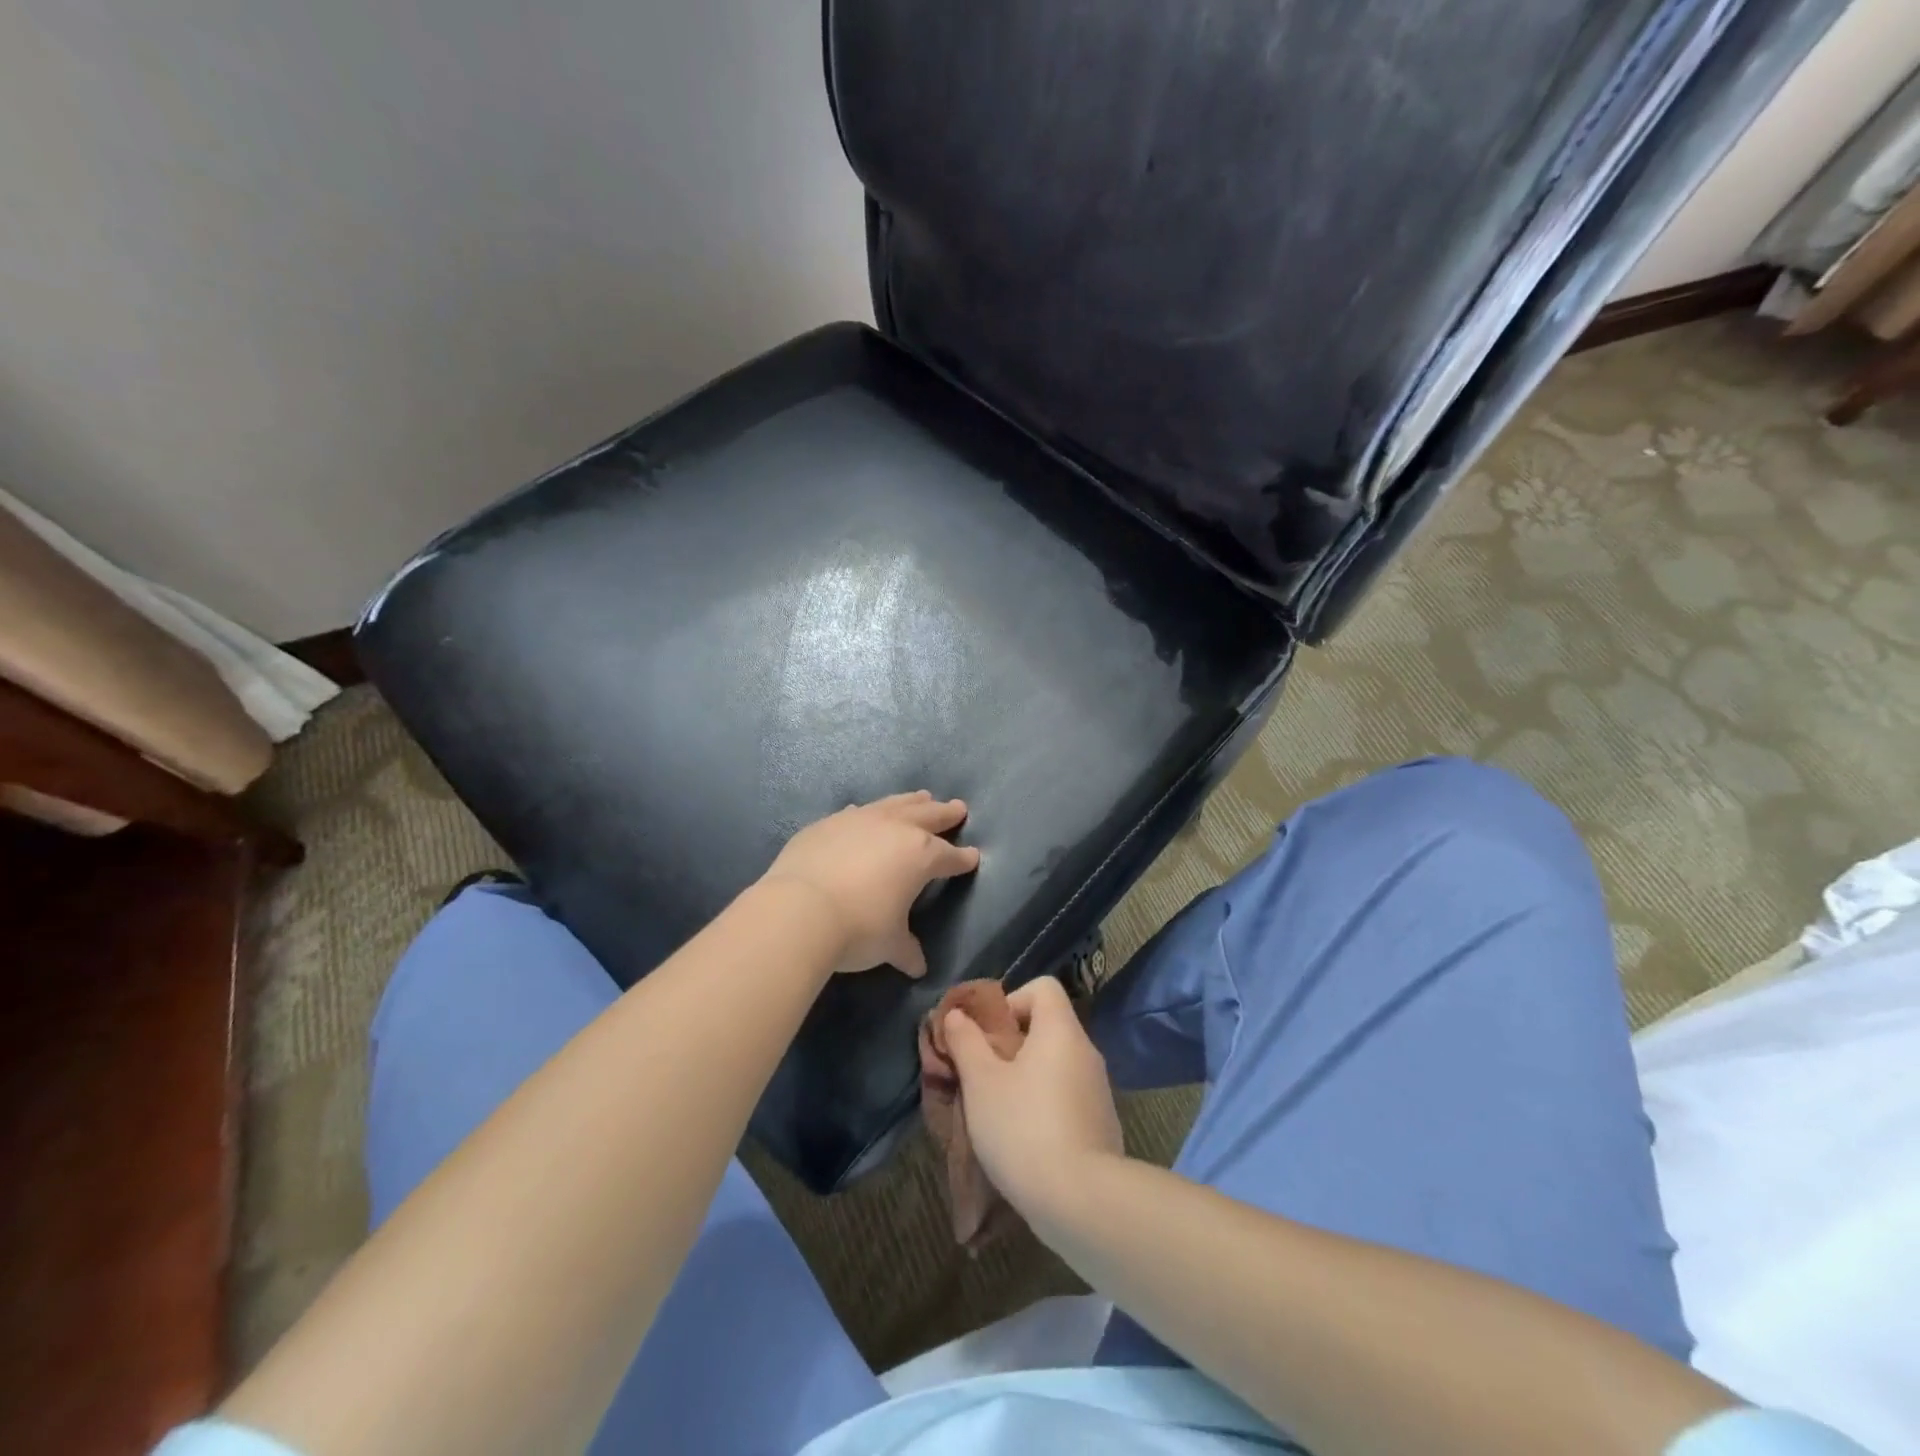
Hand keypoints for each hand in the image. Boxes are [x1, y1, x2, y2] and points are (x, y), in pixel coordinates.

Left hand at [760, 791, 981, 976]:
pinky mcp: (828, 823)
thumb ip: (906, 950)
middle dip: (945, 814)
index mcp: (920, 856)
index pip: (949, 857)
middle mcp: (895, 829)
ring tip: (922, 796)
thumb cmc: (859, 928)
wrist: (801, 909)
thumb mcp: (889, 944)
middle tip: (958, 808)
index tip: (973, 857)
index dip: (962, 859)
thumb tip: (917, 966)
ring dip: (911, 801)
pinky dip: (868, 813)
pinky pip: (857, 812)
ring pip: (895, 804)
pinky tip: (865, 813)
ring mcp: (860, 820)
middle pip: (928, 816)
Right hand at [941, 977, 1123, 1210]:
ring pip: (1056, 1066)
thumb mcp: (981, 1082)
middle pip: (1048, 1027)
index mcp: (1061, 1030)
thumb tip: (957, 1014)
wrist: (1081, 1202)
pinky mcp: (1103, 1125)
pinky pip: (1068, 1098)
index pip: (1043, 987)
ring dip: (1027, 1079)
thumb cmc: (1023, 1127)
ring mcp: (1099, 1090)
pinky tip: (1025, 1142)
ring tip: (998, 1112)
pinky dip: (1046, 1107)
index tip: (988, 1035)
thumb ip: (966, 1042)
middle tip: (983, 1076)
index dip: (1012, 1000)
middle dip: (1012, 1046)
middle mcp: (1086, 1052)